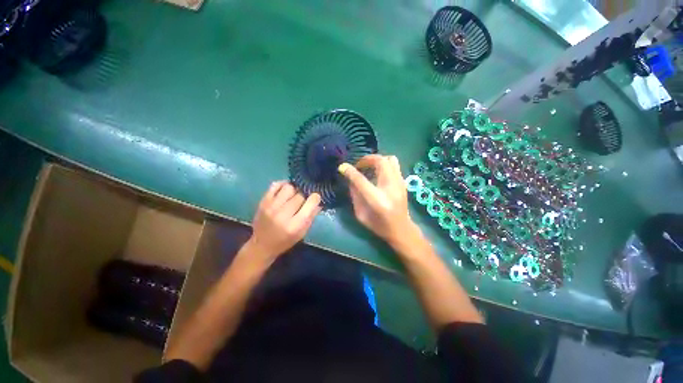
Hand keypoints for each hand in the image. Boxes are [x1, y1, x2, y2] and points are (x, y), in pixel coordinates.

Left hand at [248, 182, 321, 259]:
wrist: (262, 245)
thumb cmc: (285, 240)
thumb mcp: (302, 232)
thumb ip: (311, 216)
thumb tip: (319, 201)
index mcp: (295, 225)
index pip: (310, 203)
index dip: (315, 198)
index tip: (315, 198)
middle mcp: (283, 214)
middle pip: (300, 195)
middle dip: (305, 195)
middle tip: (304, 198)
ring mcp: (271, 207)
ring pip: (289, 187)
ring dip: (294, 189)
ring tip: (295, 194)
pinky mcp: (263, 202)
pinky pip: (275, 185)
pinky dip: (283, 184)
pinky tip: (286, 190)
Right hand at [339, 155, 417, 245]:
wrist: (401, 230)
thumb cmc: (378, 225)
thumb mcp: (361, 215)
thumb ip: (355, 195)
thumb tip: (350, 179)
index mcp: (377, 200)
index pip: (361, 180)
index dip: (350, 171)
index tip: (342, 167)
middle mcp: (390, 188)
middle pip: (380, 162)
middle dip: (366, 159)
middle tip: (358, 165)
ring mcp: (400, 184)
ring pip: (390, 159)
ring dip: (377, 160)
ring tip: (369, 167)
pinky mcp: (403, 182)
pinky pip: (394, 165)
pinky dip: (384, 164)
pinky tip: (377, 172)